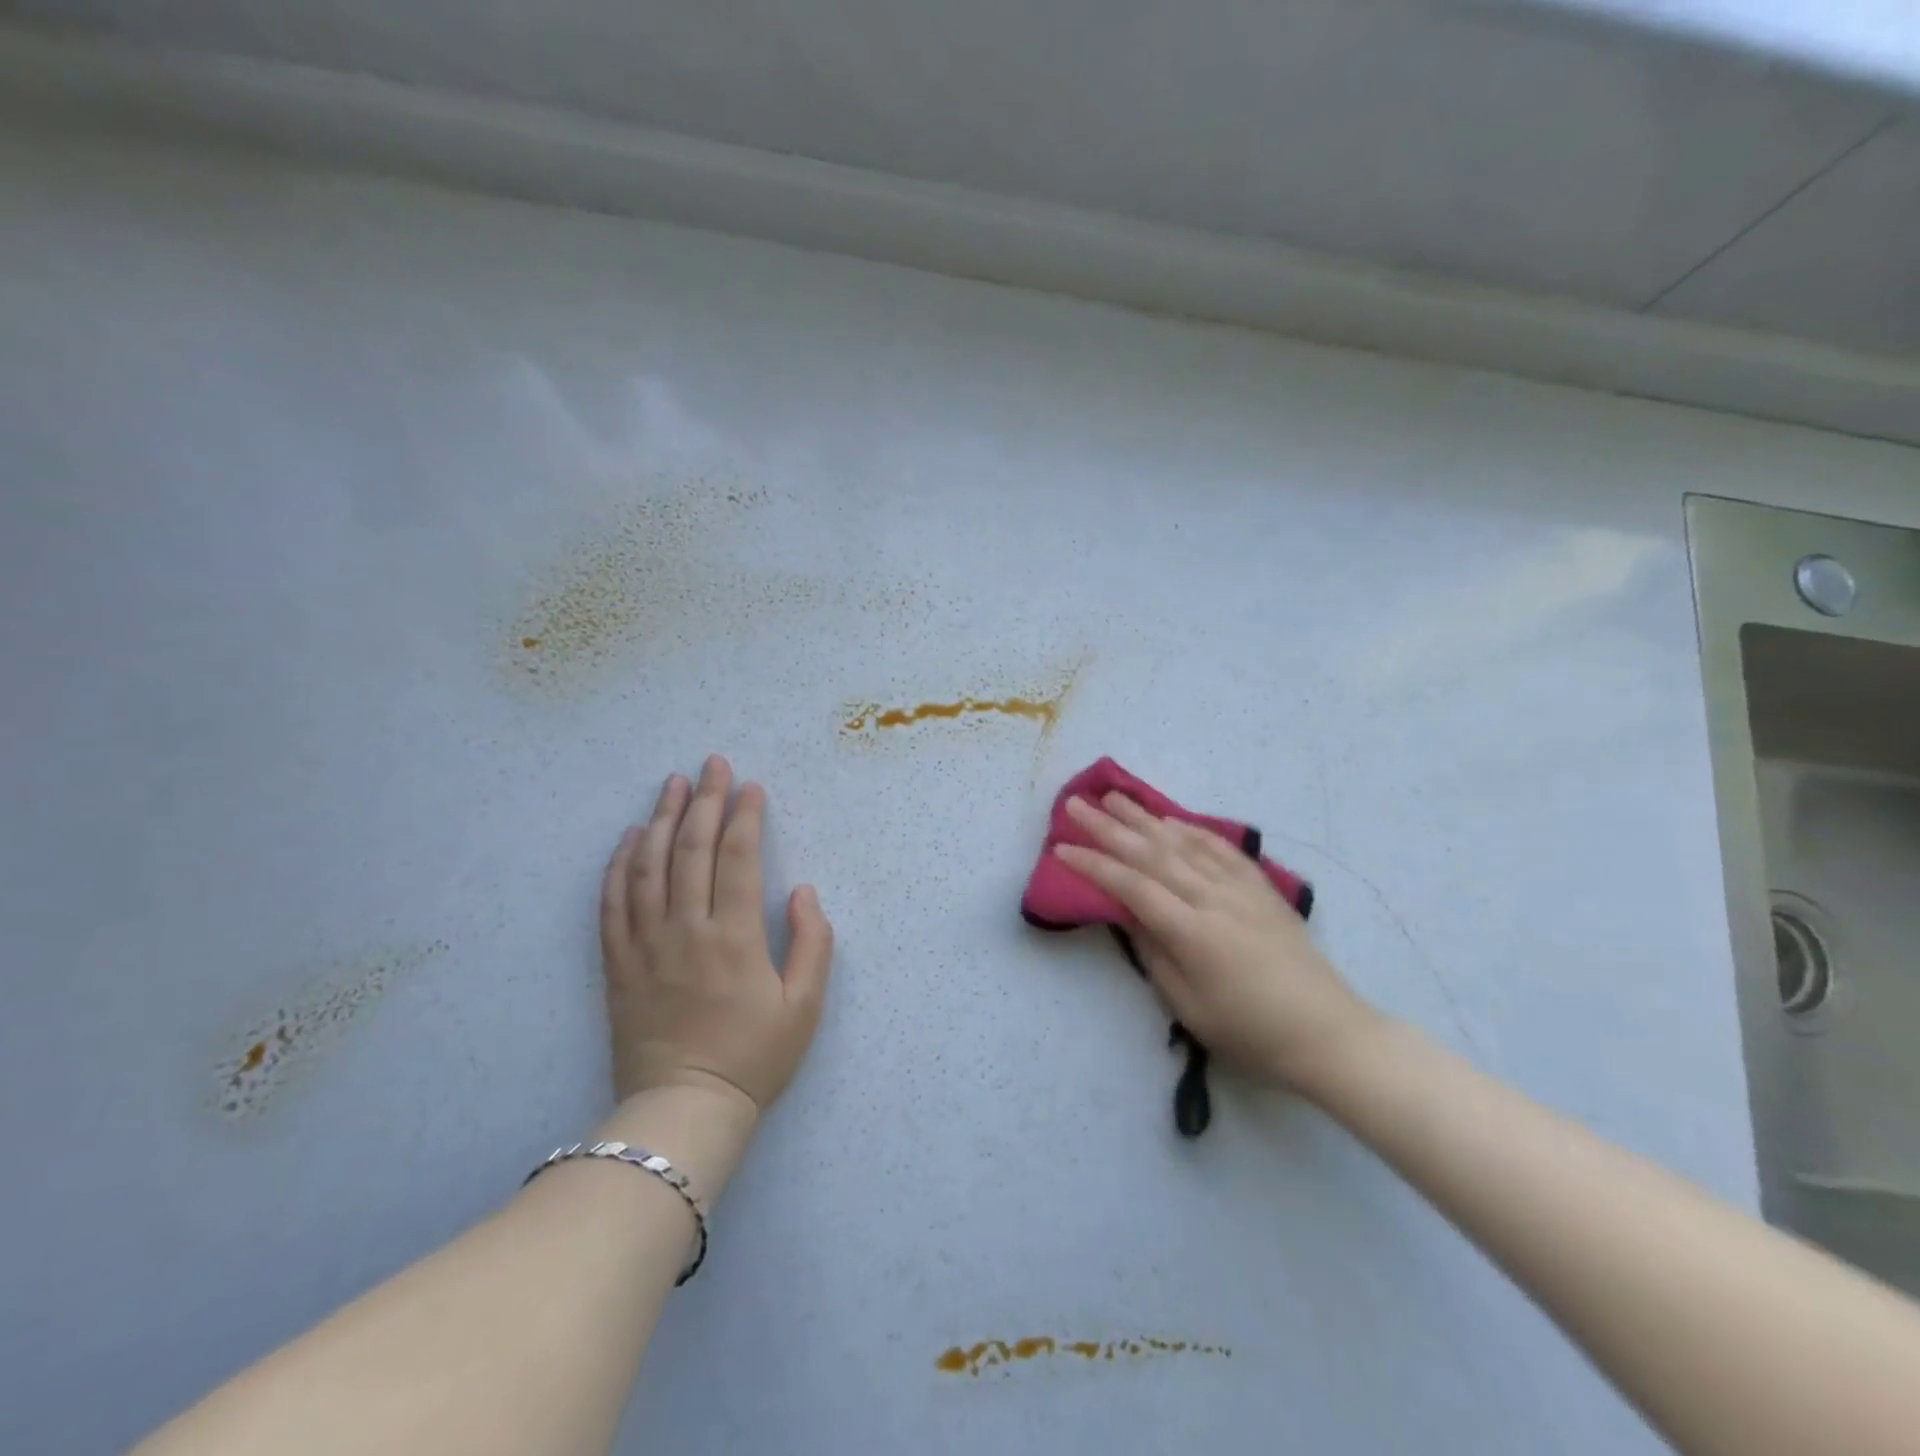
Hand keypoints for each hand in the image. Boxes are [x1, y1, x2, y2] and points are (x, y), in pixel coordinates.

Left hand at [600, 756, 833, 1112]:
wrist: (683, 1110)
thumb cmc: (754, 1058)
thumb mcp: (805, 1007)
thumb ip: (813, 943)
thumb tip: (801, 891)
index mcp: (734, 937)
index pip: (738, 858)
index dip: (745, 816)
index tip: (751, 786)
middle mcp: (686, 930)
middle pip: (692, 849)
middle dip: (705, 801)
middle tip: (713, 764)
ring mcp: (646, 945)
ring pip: (649, 867)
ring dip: (662, 819)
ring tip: (672, 784)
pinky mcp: (618, 964)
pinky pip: (612, 903)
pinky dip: (620, 865)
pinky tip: (631, 837)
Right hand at [1056, 792, 1378, 1094]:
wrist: (1328, 1032)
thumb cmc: (1250, 1031)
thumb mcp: (1189, 1006)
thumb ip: (1154, 954)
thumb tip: (1128, 915)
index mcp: (1192, 932)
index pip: (1131, 887)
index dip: (1094, 865)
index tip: (1062, 848)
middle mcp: (1213, 899)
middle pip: (1152, 853)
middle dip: (1109, 827)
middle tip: (1076, 804)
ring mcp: (1241, 889)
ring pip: (1184, 843)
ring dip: (1145, 818)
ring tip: (1114, 797)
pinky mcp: (1262, 888)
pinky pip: (1221, 849)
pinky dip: (1193, 830)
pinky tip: (1173, 820)